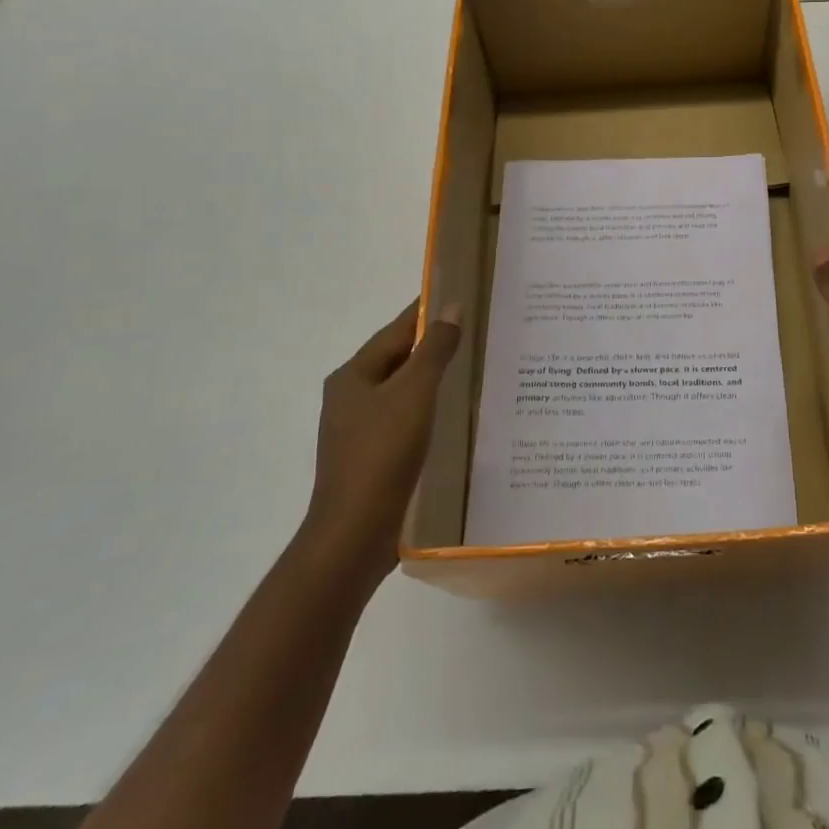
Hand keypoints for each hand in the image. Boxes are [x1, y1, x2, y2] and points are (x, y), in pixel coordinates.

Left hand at [302, 300, 461, 590]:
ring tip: (475, 368)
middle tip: (477, 330)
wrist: (354, 536)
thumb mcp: (414, 394)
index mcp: (353, 375)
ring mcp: (359, 430)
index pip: (397, 330)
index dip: (428, 311)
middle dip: (434, 344)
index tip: (459, 293)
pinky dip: (430, 409)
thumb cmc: (382, 454)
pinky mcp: (372, 457)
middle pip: (398, 359)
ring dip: (434, 378)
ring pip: (403, 390)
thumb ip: (435, 349)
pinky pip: (405, 419)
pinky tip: (456, 415)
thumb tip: (452, 306)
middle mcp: (351, 397)